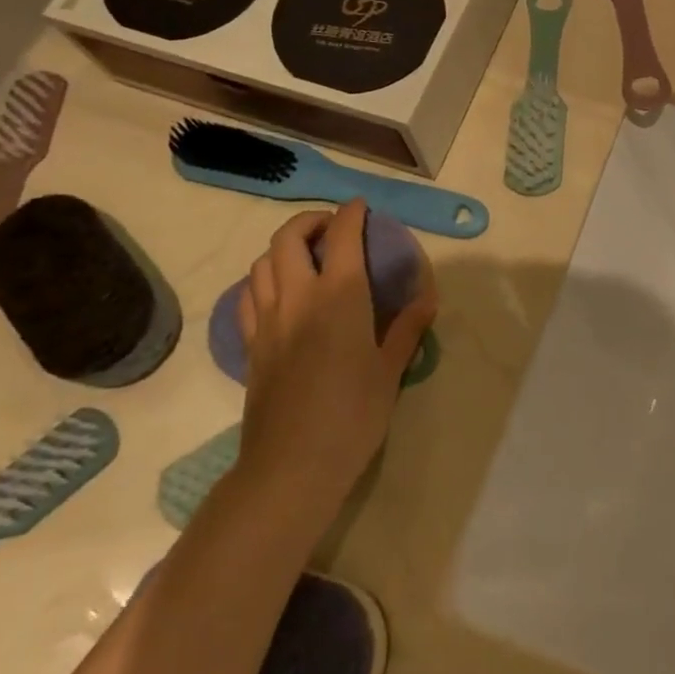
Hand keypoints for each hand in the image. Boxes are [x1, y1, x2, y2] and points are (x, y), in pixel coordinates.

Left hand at [233, 201, 437, 512]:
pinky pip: (247, 296)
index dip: (351, 214)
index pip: (342, 236)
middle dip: (310, 220)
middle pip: (289, 238)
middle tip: (331, 227)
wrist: (292, 465)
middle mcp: (298, 297)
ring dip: (283, 247)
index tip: (361, 207)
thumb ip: (406, 328)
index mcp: (340, 297)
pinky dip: (262, 280)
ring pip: (262, 263)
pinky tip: (278, 292)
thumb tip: (427, 297)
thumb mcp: (390, 371)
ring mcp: (267, 320)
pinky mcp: (250, 345)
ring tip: (306, 256)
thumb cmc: (353, 415)